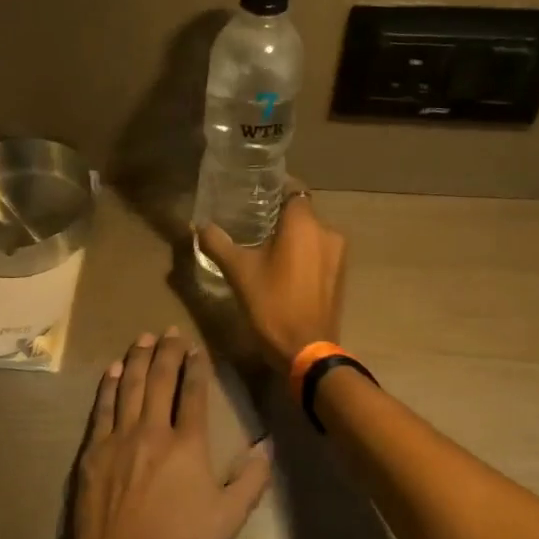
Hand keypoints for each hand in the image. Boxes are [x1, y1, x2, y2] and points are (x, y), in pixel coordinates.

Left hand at [70, 329, 272, 538]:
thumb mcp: (228, 518)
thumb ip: (251, 480)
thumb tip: (268, 446)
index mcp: (188, 444)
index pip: (193, 393)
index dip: (196, 367)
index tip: (196, 347)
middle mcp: (154, 429)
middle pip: (160, 380)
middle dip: (167, 352)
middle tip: (169, 331)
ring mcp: (120, 437)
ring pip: (129, 386)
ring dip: (137, 359)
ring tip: (143, 338)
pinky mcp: (94, 450)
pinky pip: (102, 407)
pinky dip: (108, 385)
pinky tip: (112, 370)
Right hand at [196, 187, 348, 369]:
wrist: (307, 351)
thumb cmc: (272, 305)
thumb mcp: (238, 272)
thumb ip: (218, 243)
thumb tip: (198, 225)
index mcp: (304, 223)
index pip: (292, 188)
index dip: (273, 188)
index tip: (252, 193)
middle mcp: (327, 231)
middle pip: (301, 211)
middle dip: (278, 215)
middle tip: (250, 223)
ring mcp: (338, 254)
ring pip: (310, 233)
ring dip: (291, 236)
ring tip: (264, 247)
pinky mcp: (340, 275)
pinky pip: (319, 252)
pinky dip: (302, 253)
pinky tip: (282, 268)